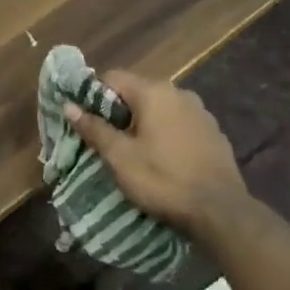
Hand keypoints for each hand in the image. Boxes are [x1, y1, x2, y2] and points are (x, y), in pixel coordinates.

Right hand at [64, 71, 251, 237]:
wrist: (220, 211)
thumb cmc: (162, 179)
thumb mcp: (120, 157)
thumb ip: (94, 128)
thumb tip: (69, 106)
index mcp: (154, 92)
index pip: (112, 77)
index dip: (93, 95)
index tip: (86, 120)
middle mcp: (179, 93)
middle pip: (137, 92)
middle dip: (119, 112)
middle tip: (107, 140)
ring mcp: (201, 112)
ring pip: (160, 109)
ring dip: (144, 123)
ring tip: (134, 151)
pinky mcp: (214, 133)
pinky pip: (180, 124)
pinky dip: (166, 134)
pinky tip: (164, 159)